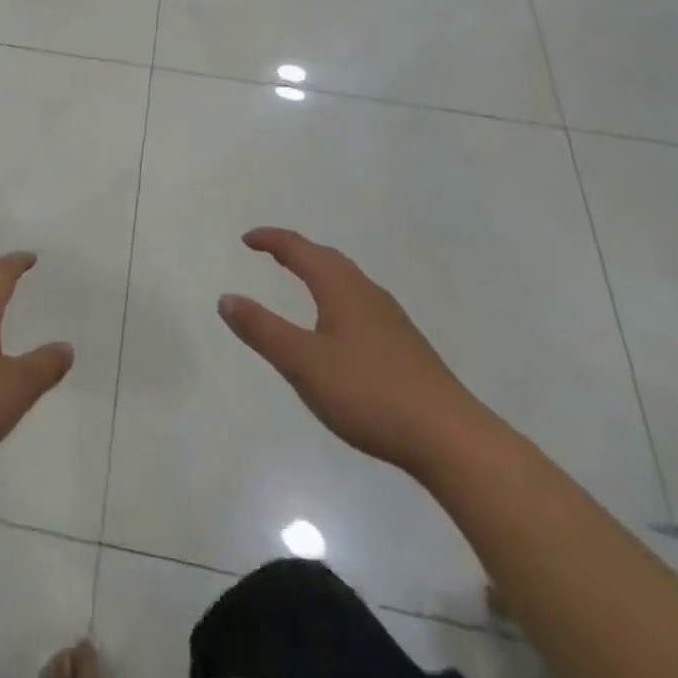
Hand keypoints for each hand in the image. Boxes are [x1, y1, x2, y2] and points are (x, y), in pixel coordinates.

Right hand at [219, 228, 485, 474]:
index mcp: (340, 288)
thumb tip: (226, 298)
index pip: (300, 250)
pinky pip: (361, 303)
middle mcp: (367, 293)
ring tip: (302, 281)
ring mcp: (391, 319)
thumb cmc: (369, 393)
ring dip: (320, 272)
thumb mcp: (303, 363)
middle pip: (327, 259)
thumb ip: (262, 330)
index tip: (247, 239)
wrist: (451, 439)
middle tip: (271, 252)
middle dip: (296, 251)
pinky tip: (340, 327)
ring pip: (348, 281)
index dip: (271, 240)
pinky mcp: (406, 346)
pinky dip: (338, 297)